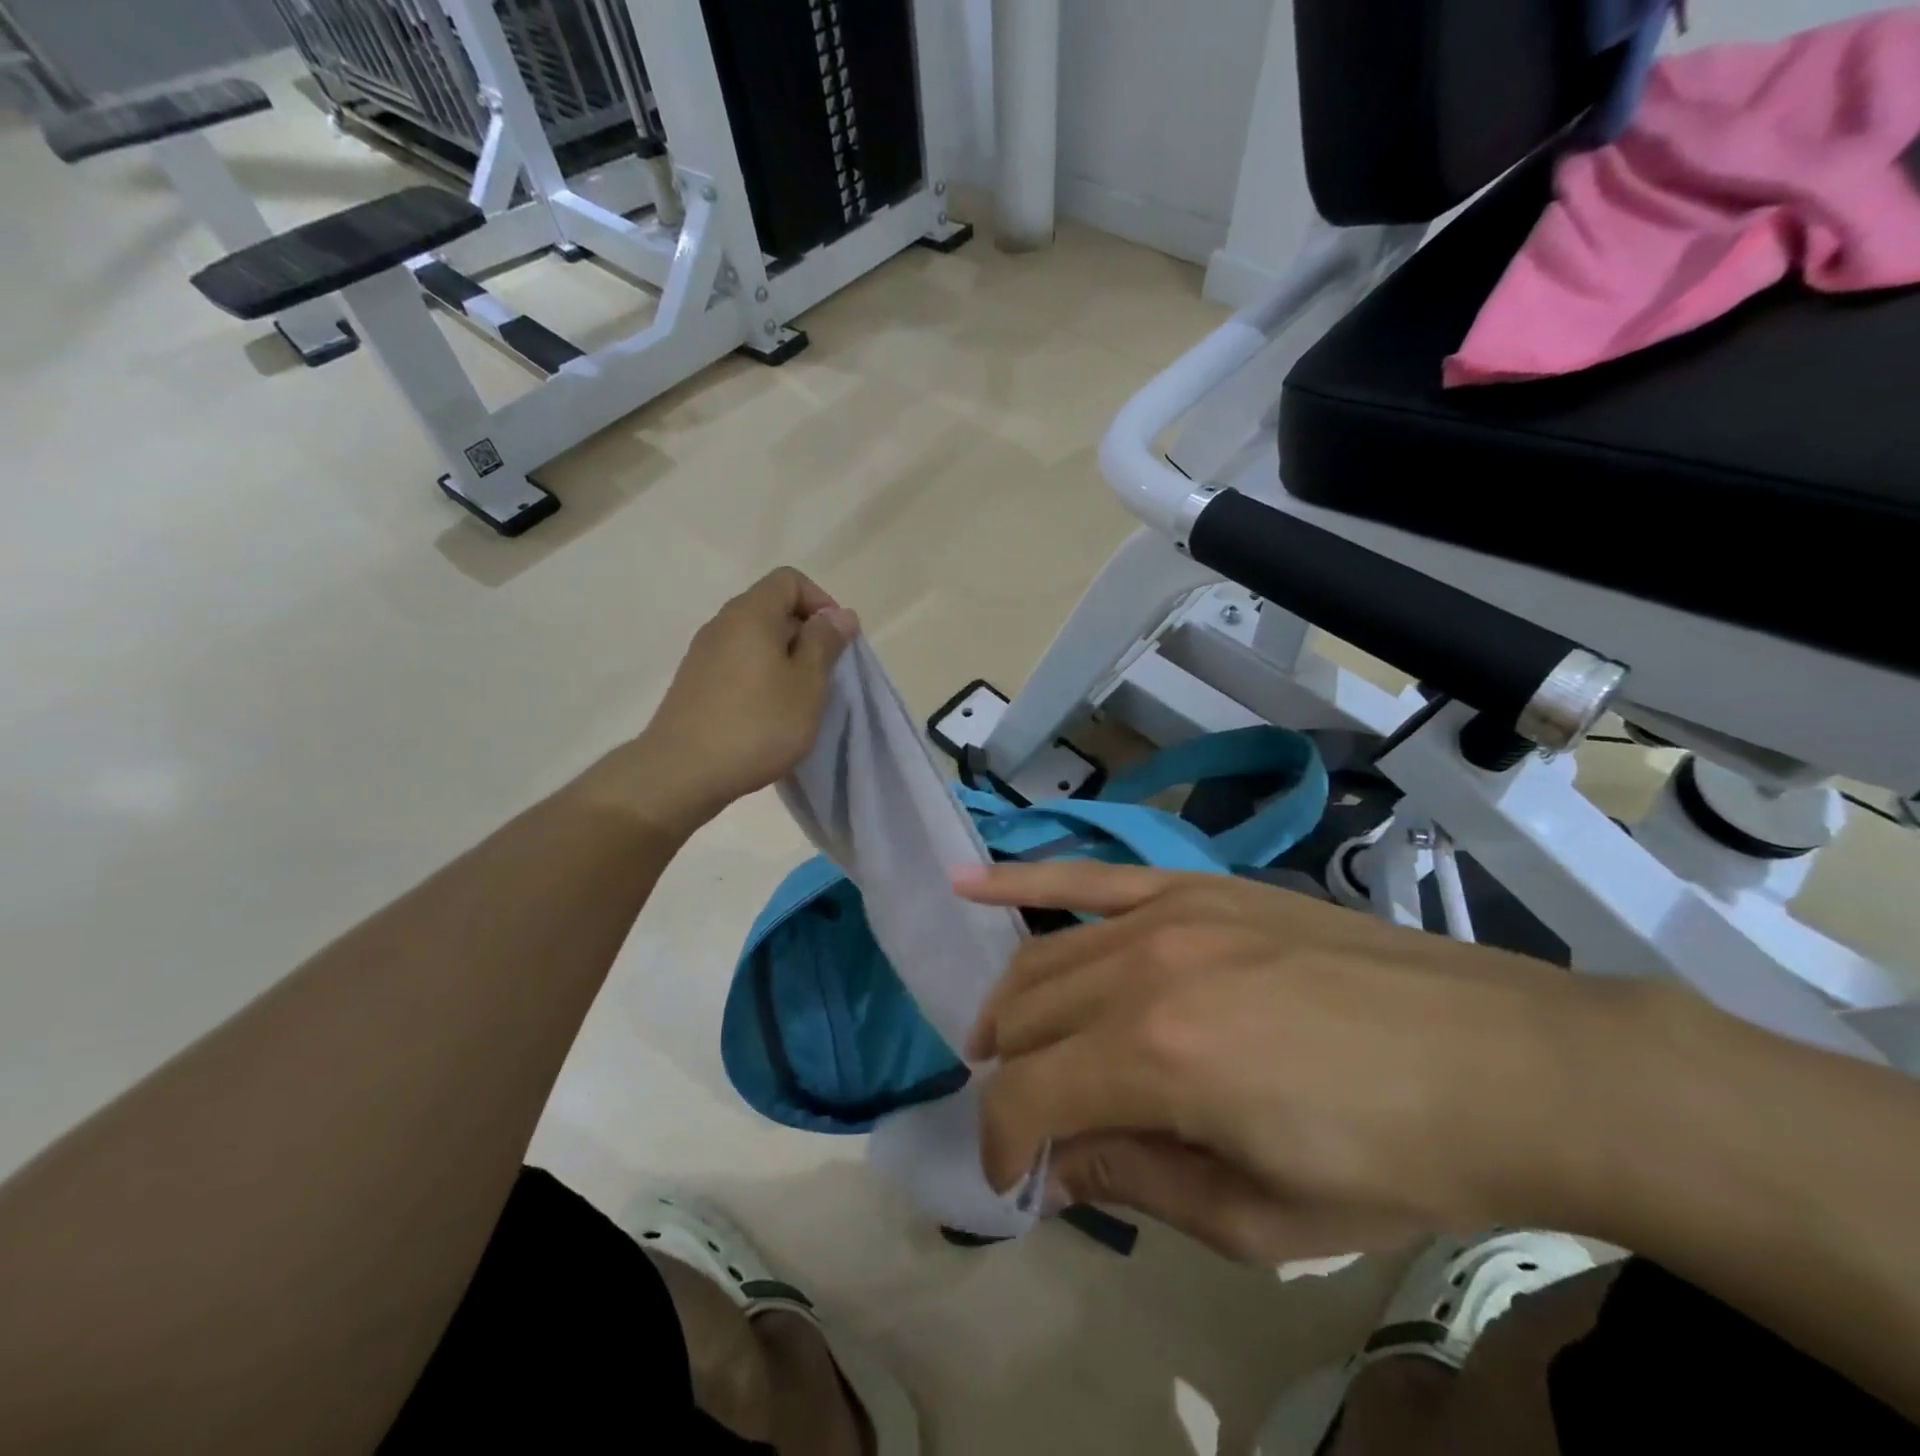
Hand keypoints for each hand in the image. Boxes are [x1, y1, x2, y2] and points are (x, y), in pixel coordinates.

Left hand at [586, 568, 856, 838]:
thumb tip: (840, 614)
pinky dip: (761, 677)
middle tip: (824, 676)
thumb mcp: (807, 685)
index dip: (821, 603)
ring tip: (800, 700)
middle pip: (772, 608)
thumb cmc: (757, 724)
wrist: (682, 772)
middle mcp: (722, 624)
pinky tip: (769, 715)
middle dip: (806, 635)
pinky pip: (738, 663)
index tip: (836, 642)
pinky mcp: (694, 683)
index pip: (790, 580)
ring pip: (755, 639)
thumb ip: (825, 644)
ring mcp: (703, 654)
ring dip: (785, 660)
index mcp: (751, 613)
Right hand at [959, 862, 1619, 1260]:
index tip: (1017, 1182)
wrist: (1505, 1060)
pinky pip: (1087, 877)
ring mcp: (1167, 913)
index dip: (1005, 1145)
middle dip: (1010, 1079)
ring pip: (1044, 956)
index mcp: (1158, 1059)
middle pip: (1026, 1020)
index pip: (1028, 1097)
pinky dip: (1020, 883)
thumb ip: (1137, 1179)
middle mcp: (1144, 969)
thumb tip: (1059, 1163)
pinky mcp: (1194, 886)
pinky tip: (966, 883)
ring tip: (1004, 1044)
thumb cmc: (1392, 1161)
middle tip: (1029, 1121)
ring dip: (1011, 1008)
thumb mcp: (1262, 1217)